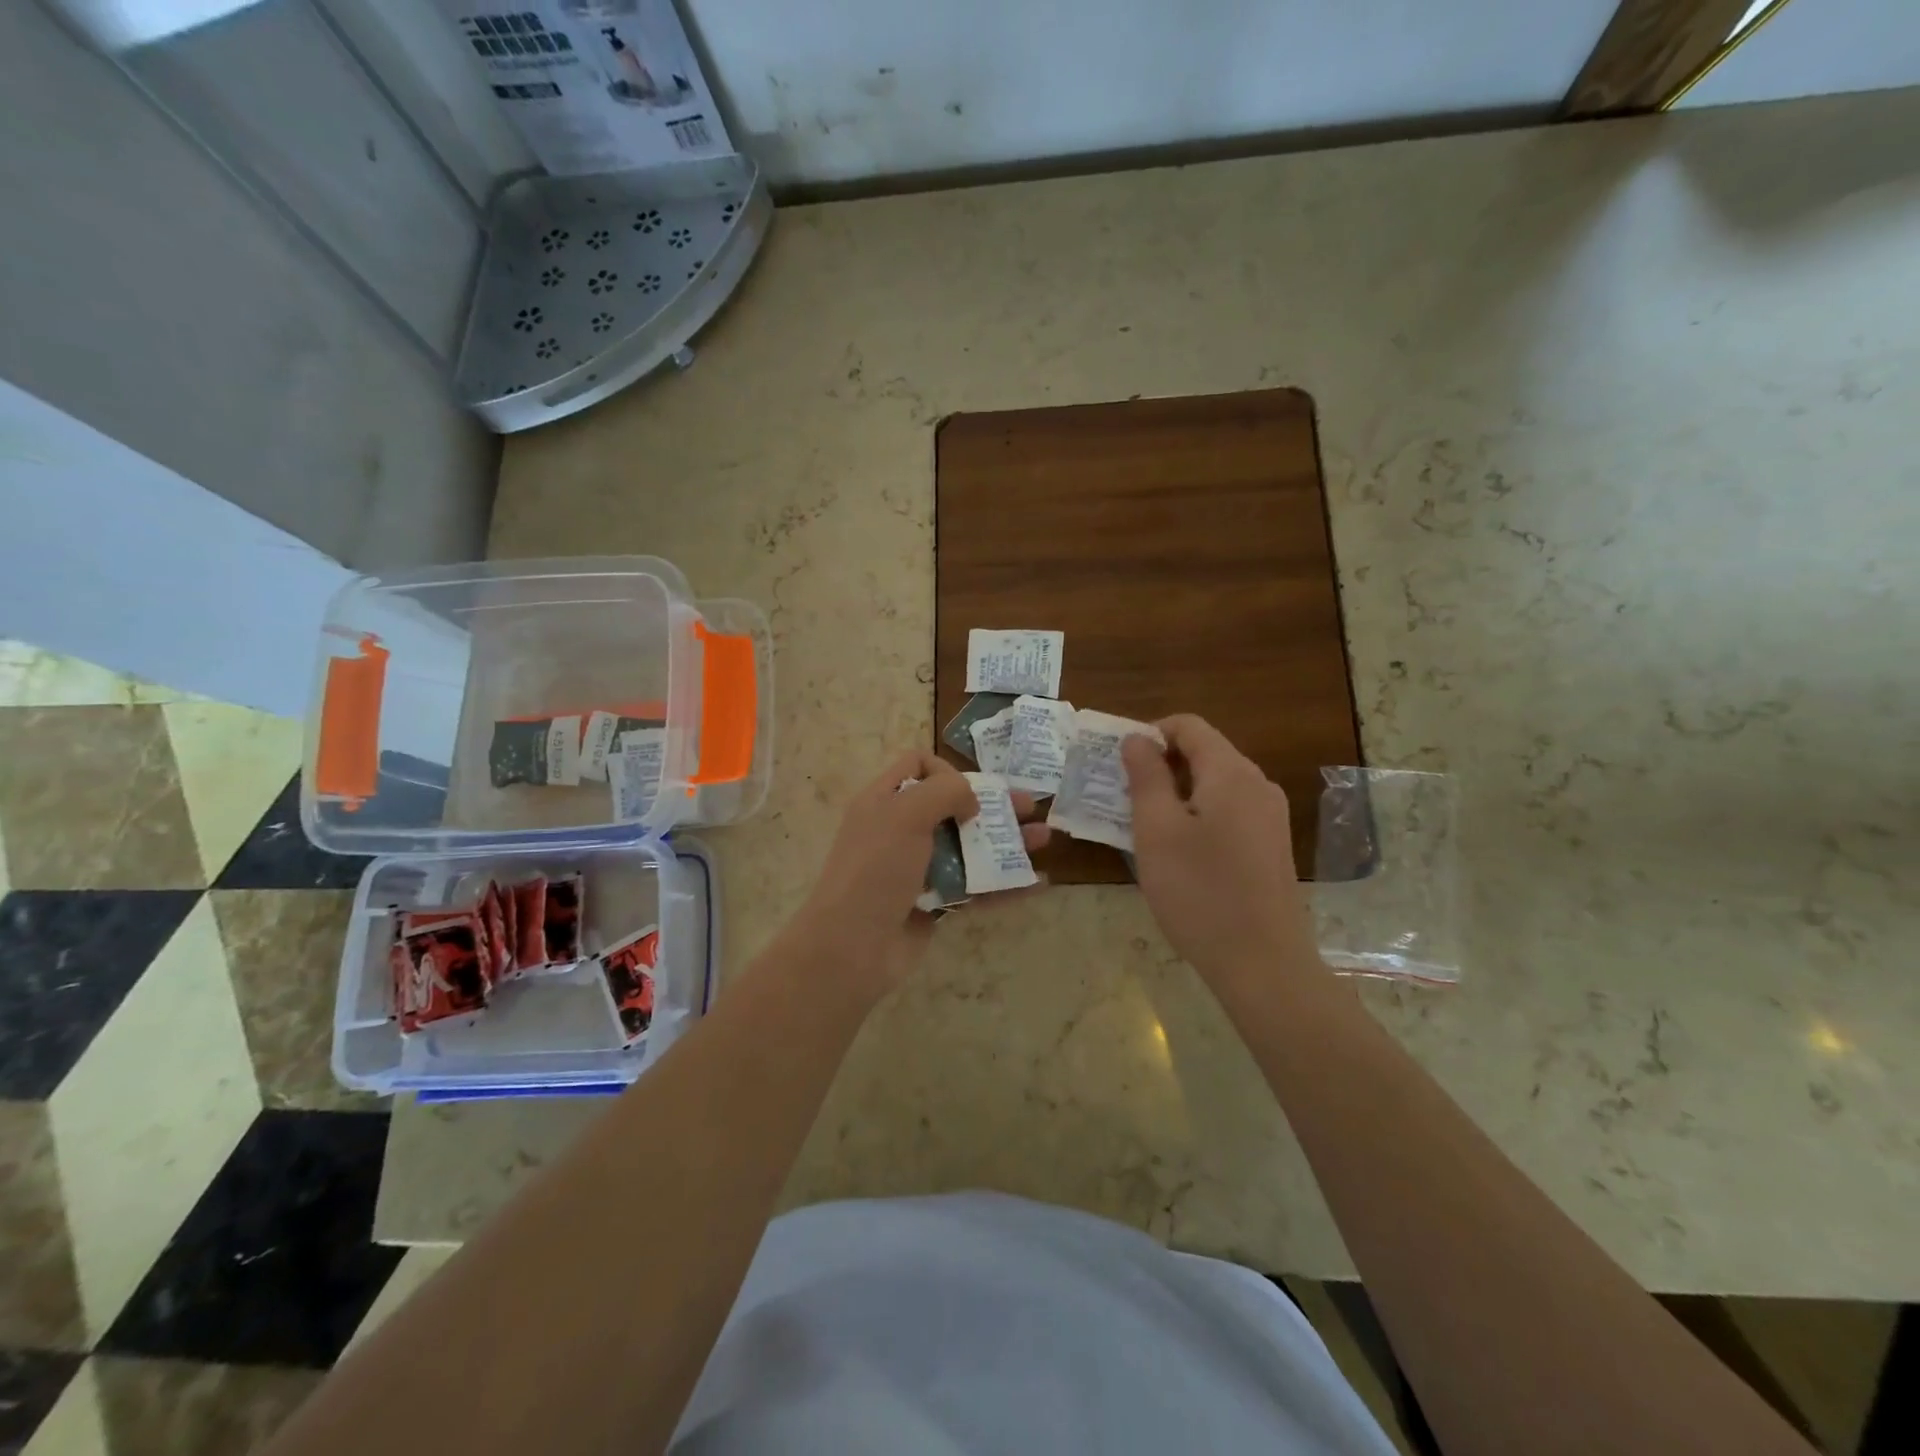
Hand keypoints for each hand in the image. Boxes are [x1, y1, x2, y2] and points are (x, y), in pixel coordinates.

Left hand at [786, 750, 1050, 999]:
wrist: (853, 946)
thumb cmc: (876, 869)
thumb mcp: (904, 814)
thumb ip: (945, 792)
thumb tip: (971, 801)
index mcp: (884, 801)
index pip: (917, 766)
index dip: (946, 770)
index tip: (966, 792)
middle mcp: (900, 830)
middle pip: (953, 806)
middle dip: (993, 803)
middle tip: (1030, 806)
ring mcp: (919, 869)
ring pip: (970, 847)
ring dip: (1007, 841)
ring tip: (1045, 838)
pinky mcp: (935, 904)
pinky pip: (976, 888)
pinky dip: (1006, 884)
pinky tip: (1038, 882)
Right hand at [1122, 715, 1315, 984]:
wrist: (1263, 964)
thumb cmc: (1200, 893)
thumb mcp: (1157, 831)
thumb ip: (1146, 777)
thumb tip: (1138, 739)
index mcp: (1231, 773)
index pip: (1188, 726)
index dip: (1149, 734)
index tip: (1118, 764)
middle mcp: (1257, 785)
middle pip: (1204, 752)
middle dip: (1160, 765)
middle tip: (1122, 797)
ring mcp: (1270, 817)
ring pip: (1214, 784)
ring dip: (1175, 792)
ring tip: (1142, 826)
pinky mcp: (1271, 845)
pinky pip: (1228, 811)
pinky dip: (1197, 815)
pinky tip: (1177, 851)